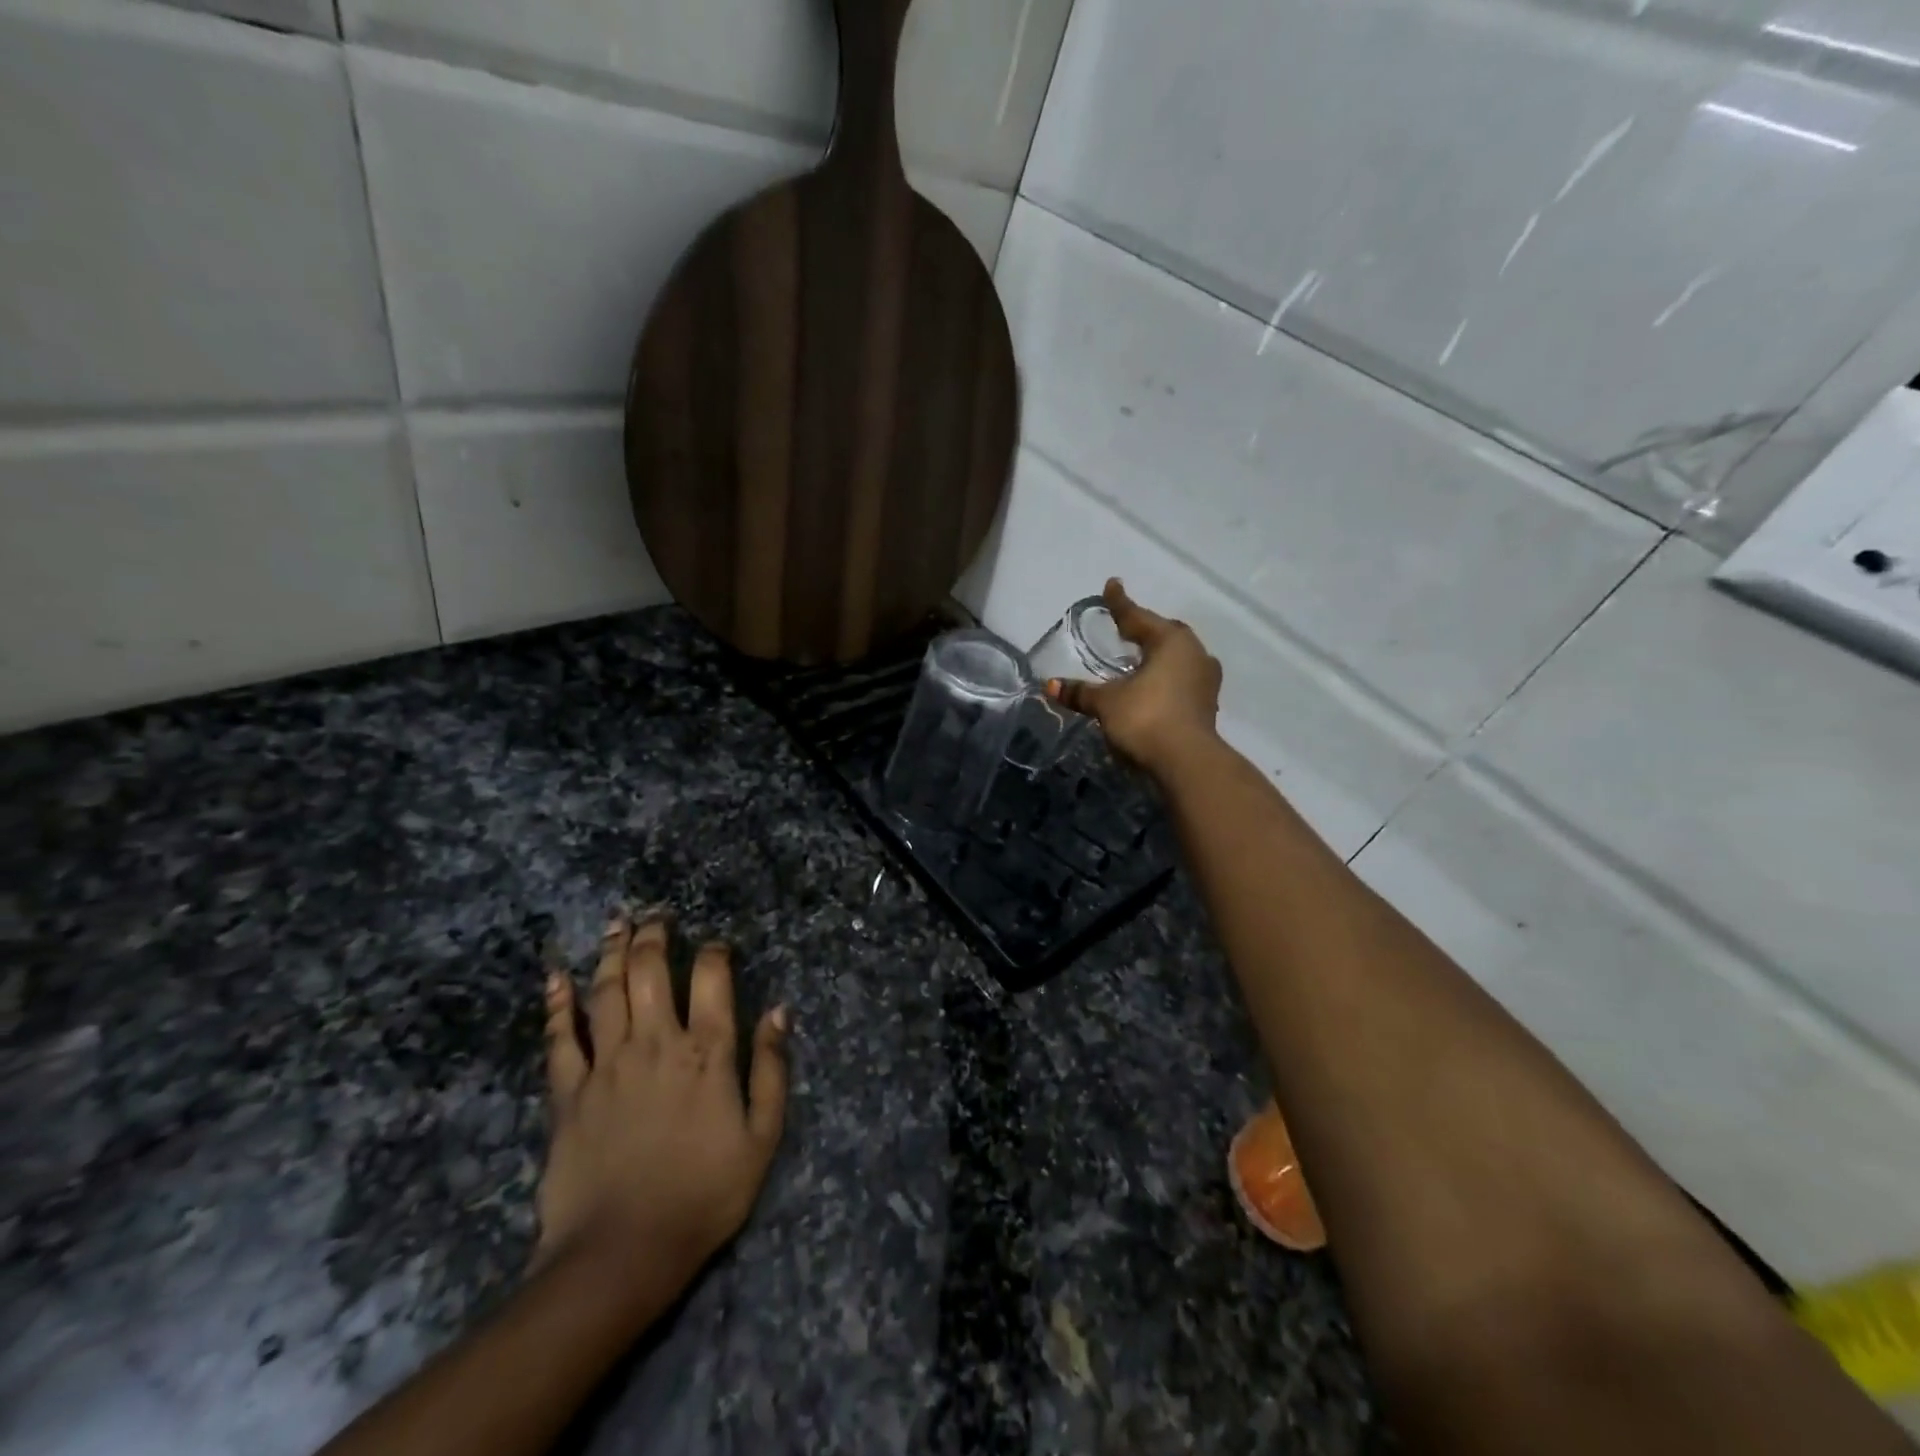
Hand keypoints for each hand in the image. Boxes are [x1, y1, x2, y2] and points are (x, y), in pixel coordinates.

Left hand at [534, 913, 788, 1300]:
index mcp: (707, 1051)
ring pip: (607, 991)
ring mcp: (608, 1064)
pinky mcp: (569, 1093)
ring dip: (612, 952)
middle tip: (655, 915)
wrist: (623, 1253)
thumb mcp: (762, 1137)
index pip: (712, 978)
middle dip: (654, 936)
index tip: (717, 944)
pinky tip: (555, 976)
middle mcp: (656, 1042)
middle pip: (651, 971)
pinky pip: (561, 1037)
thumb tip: (780, 1011)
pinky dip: (557, 1003)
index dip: (715, 951)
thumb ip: (772, 1069)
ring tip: (617, 924)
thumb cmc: (704, 1194)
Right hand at [1048, 579, 1222, 775]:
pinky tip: (1151, 687)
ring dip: (1157, 656)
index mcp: (1171, 641)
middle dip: (1144, 630)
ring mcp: (1205, 680)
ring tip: (1138, 659)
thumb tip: (1050, 685)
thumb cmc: (1146, 718)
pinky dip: (1164, 679)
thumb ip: (1081, 692)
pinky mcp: (1207, 705)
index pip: (1137, 617)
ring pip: (1177, 658)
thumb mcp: (1107, 703)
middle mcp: (1194, 653)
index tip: (1112, 585)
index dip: (1119, 603)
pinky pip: (1182, 680)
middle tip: (1125, 627)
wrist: (1187, 763)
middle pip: (1164, 634)